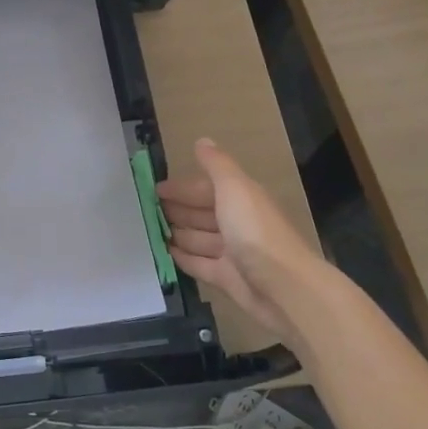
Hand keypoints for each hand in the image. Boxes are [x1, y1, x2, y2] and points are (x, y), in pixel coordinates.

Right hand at [158, 138, 321, 345]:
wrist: (283, 287)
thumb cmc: (255, 231)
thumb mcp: (234, 188)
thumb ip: (217, 165)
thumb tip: (202, 141)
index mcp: (240, 199)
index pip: (205, 189)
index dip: (181, 188)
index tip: (153, 189)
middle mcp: (236, 223)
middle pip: (201, 213)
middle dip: (176, 210)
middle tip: (144, 210)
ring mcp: (231, 253)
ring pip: (198, 238)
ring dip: (176, 233)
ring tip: (148, 231)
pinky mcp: (226, 278)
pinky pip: (198, 264)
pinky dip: (182, 258)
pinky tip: (163, 253)